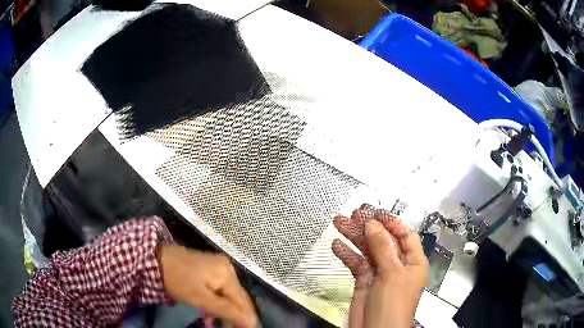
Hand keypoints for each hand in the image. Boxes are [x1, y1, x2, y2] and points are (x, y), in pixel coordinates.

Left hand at [159, 245, 257, 327]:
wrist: (156, 259)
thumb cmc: (178, 280)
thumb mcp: (201, 299)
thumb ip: (227, 311)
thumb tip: (251, 322)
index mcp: (227, 274)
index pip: (242, 301)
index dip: (247, 318)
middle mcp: (227, 269)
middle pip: (237, 298)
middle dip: (237, 316)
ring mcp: (218, 269)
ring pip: (228, 296)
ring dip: (226, 313)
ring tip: (221, 327)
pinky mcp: (209, 271)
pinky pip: (219, 291)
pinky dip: (217, 305)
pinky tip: (211, 317)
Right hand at [332, 205, 428, 327]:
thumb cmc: (393, 303)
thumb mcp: (392, 273)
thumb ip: (383, 248)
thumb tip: (374, 224)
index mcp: (413, 262)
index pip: (405, 235)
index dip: (391, 222)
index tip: (375, 212)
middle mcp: (397, 265)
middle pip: (383, 240)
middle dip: (368, 227)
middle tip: (353, 214)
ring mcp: (379, 274)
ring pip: (367, 250)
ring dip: (354, 237)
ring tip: (339, 223)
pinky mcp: (364, 282)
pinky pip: (356, 264)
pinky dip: (347, 255)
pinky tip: (337, 246)